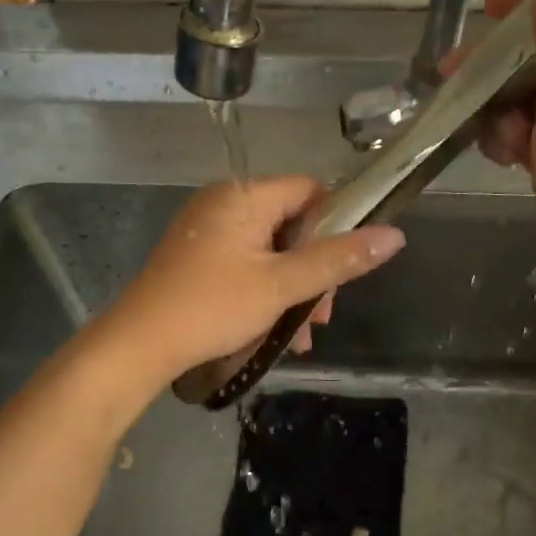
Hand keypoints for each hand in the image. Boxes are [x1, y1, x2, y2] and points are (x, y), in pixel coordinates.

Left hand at [99, 176, 405, 386]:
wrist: (139, 344)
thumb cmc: (212, 307)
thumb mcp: (281, 285)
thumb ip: (337, 260)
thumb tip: (395, 235)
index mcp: (244, 196)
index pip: (310, 190)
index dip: (336, 224)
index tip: (344, 267)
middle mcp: (224, 203)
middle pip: (292, 224)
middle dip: (314, 271)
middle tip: (321, 316)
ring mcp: (207, 230)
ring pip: (270, 251)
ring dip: (292, 290)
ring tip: (299, 336)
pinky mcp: (197, 257)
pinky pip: (246, 264)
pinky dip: (265, 292)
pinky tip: (274, 332)